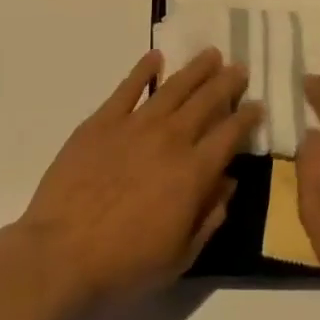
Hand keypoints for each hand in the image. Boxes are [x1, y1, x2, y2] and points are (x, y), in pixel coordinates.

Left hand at [17, 48, 259, 312]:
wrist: (61, 254)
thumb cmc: (124, 265)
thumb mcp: (179, 256)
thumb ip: (209, 217)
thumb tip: (228, 183)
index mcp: (194, 172)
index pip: (230, 135)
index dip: (247, 117)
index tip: (258, 104)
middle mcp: (170, 139)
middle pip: (206, 101)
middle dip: (227, 82)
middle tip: (239, 68)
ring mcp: (135, 125)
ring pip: (173, 87)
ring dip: (195, 69)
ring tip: (210, 54)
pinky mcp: (102, 121)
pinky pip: (128, 87)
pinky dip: (143, 69)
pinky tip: (155, 57)